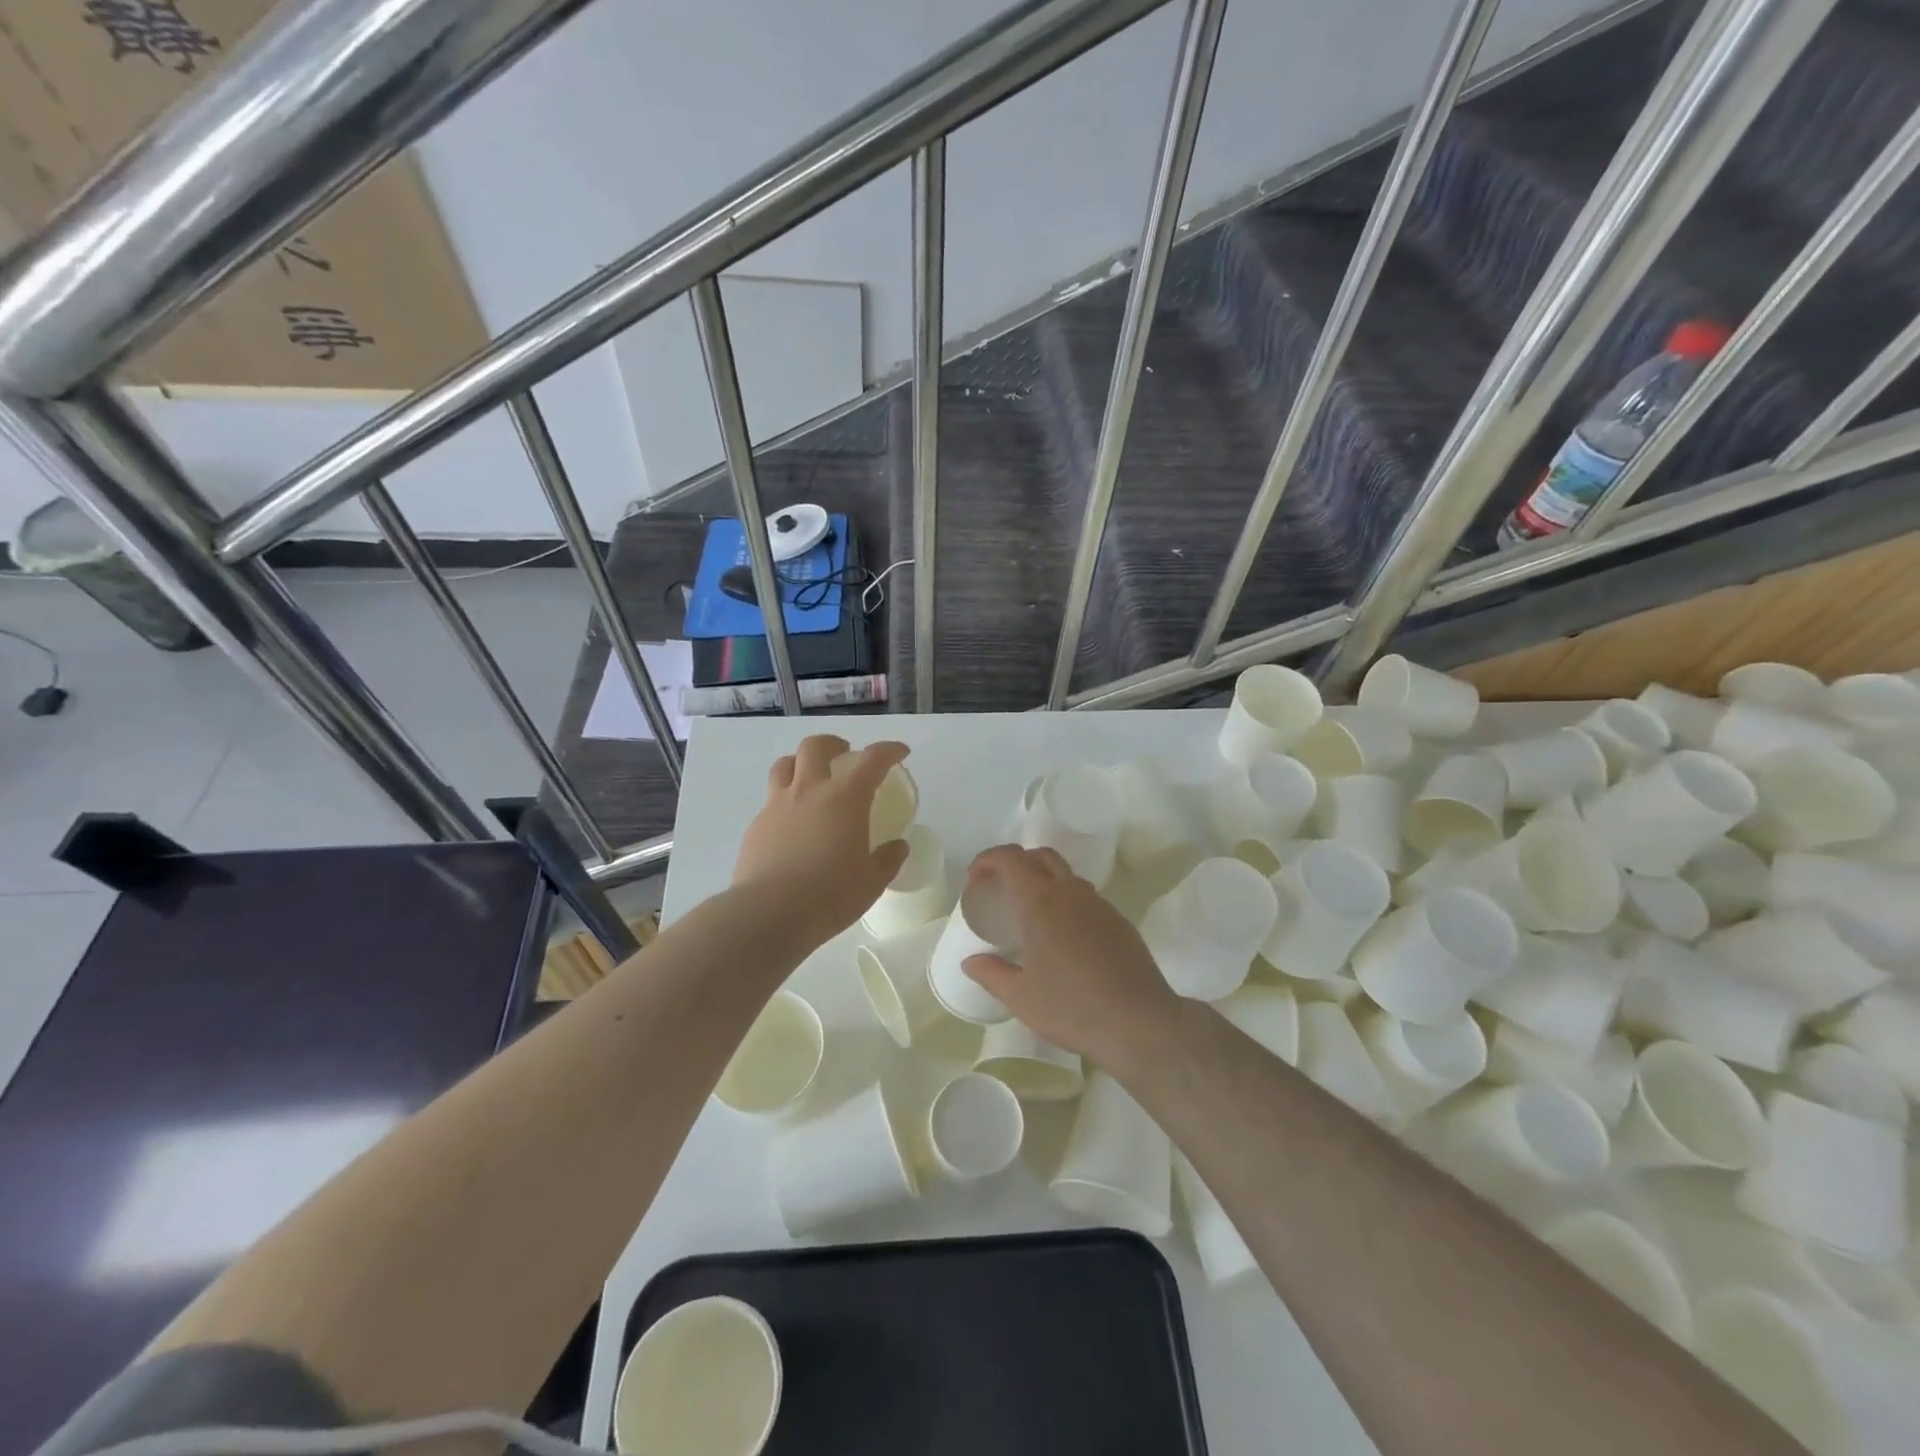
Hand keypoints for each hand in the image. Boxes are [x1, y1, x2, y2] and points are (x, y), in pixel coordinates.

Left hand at [734, 735, 911, 944]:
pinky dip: (785, 800)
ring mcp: (777, 805)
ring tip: (810, 778)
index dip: (889, 750)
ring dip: (800, 763)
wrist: (768, 914)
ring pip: (784, 764)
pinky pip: (771, 800)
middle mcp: (809, 791)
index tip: (900, 752)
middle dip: (833, 743)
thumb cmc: (830, 895)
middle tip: (844, 755)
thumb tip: (898, 846)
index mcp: (845, 798)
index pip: (872, 760)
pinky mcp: (756, 825)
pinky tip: (792, 824)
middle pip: (816, 746)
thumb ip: (887, 859)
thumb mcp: (871, 882)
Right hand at [960, 845, 1180, 1069]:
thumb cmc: (1072, 1008)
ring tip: (1030, 914)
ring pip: (1066, 875)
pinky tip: (1063, 937)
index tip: (975, 879)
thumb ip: (991, 974)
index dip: (987, 860)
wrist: (1140, 1023)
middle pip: (1041, 856)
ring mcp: (1100, 905)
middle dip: (1016, 863)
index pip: (1010, 859)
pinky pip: (1086, 898)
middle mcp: (1071, 892)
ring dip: (1043, 880)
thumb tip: (970, 962)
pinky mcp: (1119, 921)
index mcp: (1040, 902)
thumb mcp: (1020, 997)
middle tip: (999, 890)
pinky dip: (1066, 901)